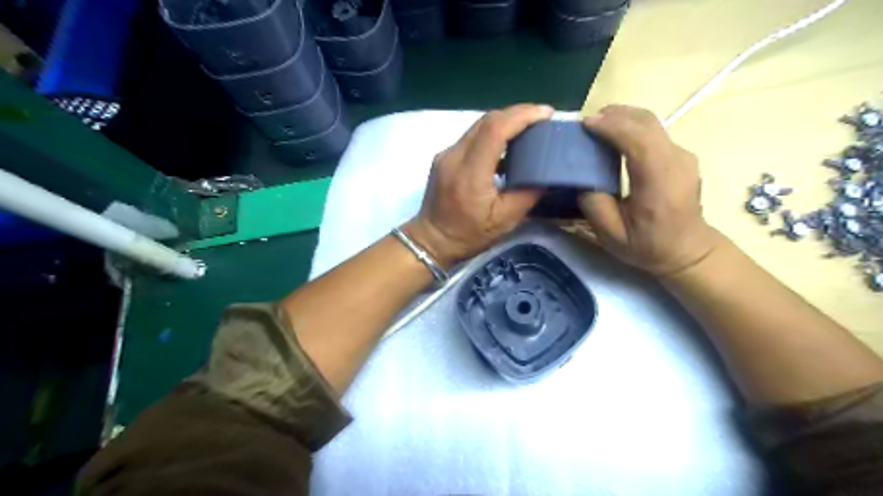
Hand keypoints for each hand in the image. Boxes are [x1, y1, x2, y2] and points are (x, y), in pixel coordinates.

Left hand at [404, 102, 553, 265]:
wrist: (431, 240)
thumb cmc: (468, 235)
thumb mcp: (505, 221)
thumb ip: (528, 194)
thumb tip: (547, 172)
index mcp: (470, 173)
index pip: (495, 130)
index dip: (522, 116)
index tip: (546, 114)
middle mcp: (454, 156)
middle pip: (487, 120)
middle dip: (517, 114)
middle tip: (542, 119)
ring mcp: (446, 154)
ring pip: (478, 125)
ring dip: (505, 121)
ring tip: (529, 127)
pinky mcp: (444, 156)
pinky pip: (472, 136)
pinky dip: (493, 133)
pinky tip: (507, 143)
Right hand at [582, 105, 724, 277]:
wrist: (687, 251)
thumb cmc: (648, 245)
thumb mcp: (612, 235)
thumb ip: (594, 204)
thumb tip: (582, 177)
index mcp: (659, 182)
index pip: (638, 140)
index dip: (611, 127)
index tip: (586, 124)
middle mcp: (676, 161)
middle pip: (646, 122)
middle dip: (615, 115)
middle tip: (587, 122)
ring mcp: (682, 156)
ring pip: (652, 123)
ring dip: (623, 118)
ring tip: (598, 126)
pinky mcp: (680, 156)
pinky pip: (655, 132)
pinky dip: (632, 127)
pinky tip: (616, 136)